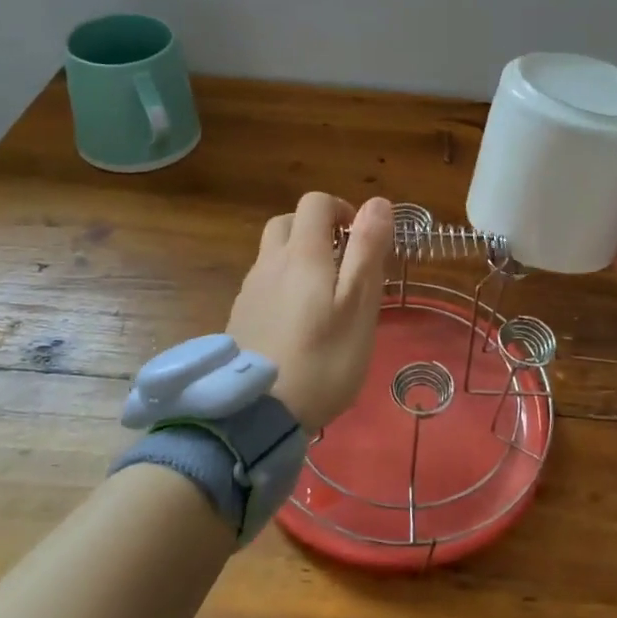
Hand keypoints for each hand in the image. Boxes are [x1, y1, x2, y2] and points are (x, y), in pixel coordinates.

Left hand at [228, 192, 391, 429]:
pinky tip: (298, 323)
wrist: (256, 415)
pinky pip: (263, 283)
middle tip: (343, 264)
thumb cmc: (323, 359)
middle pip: (288, 223)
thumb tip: (377, 202)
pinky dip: (283, 285)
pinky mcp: (239, 317)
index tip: (360, 240)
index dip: (341, 209)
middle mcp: (269, 262)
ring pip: (273, 254)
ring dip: (299, 257)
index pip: (316, 202)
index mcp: (302, 254)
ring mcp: (249, 290)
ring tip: (323, 297)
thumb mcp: (359, 305)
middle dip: (317, 230)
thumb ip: (367, 250)